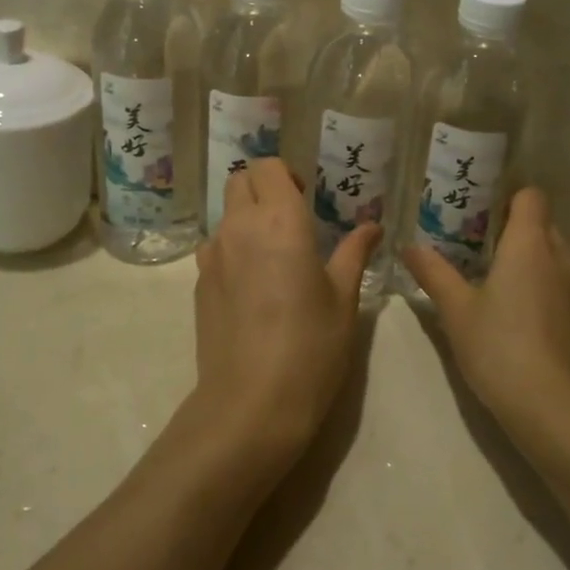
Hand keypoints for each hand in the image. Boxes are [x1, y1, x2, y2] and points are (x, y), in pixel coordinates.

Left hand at [192, 158, 378, 471]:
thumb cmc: (311, 346)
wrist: (251, 404)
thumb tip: (372, 226)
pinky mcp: (198, 284)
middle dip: (263, 188)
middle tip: (290, 220)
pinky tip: (253, 288)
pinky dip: (233, 250)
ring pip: (225, 215)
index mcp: (280, 221)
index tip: (305, 199)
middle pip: (240, 181)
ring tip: (273, 257)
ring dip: (246, 219)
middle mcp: (240, 227)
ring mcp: (212, 256)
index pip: (268, 166)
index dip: (285, 175)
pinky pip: (215, 248)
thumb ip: (354, 253)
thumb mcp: (344, 299)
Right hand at [403, 189, 569, 460]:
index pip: (531, 196)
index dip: (507, 197)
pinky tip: (512, 316)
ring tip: (490, 279)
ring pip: (552, 258)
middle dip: (512, 229)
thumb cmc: (500, 347)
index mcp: (531, 244)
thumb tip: (408, 246)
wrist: (553, 410)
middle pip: (542, 225)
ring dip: (527, 261)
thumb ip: (433, 272)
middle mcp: (560, 259)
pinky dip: (538, 288)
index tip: (478, 212)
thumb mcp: (455, 309)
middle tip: (474, 245)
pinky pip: (558, 287)